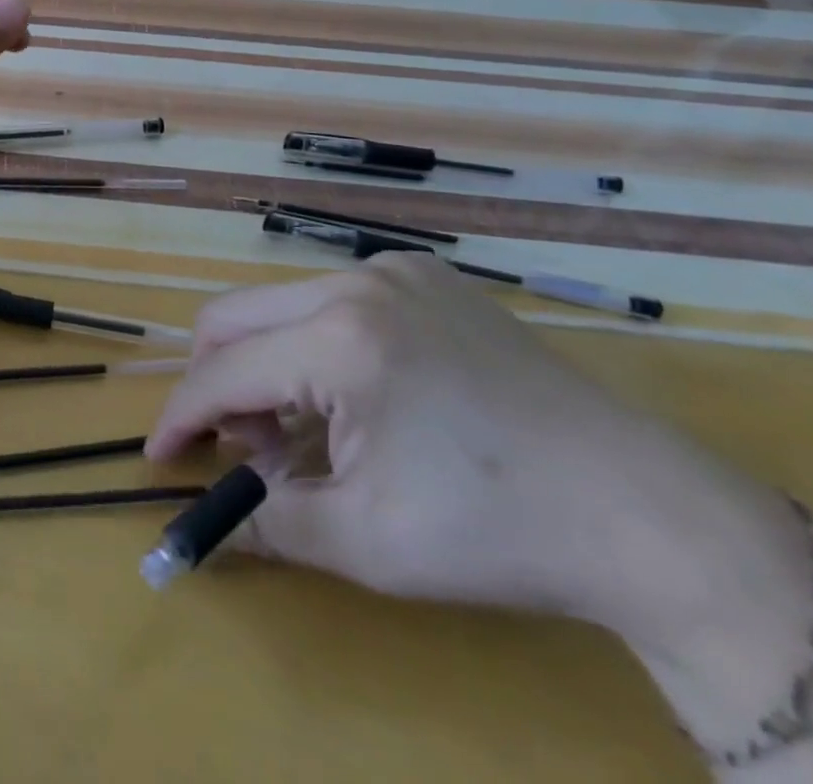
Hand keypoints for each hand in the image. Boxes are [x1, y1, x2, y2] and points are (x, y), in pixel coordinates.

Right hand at [149, 255, 812, 750]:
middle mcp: (356, 281)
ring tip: (296, 429)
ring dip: (265, 364)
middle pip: (234, 316)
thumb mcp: (367, 542)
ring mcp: (394, 270)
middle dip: (215, 382)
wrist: (651, 515)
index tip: (161, 455)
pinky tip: (349, 398)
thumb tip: (201, 525)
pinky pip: (331, 299)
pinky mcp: (424, 276)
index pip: (223, 372)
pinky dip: (312, 345)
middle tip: (235, 446)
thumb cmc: (499, 534)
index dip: (182, 417)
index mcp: (340, 340)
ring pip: (280, 304)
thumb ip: (265, 523)